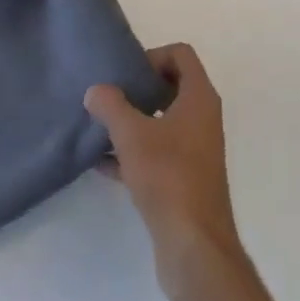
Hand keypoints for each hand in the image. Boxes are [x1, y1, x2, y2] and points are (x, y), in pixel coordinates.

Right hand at [85, 44, 244, 300]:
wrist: (194, 245)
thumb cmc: (168, 177)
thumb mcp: (132, 135)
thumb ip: (111, 106)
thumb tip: (96, 90)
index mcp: (199, 97)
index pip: (181, 55)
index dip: (153, 56)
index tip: (127, 75)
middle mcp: (203, 118)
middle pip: (172, 86)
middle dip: (139, 89)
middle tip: (110, 98)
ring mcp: (196, 149)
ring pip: (163, 121)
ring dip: (134, 122)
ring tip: (100, 128)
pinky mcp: (186, 178)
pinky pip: (158, 152)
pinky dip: (134, 152)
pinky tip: (102, 164)